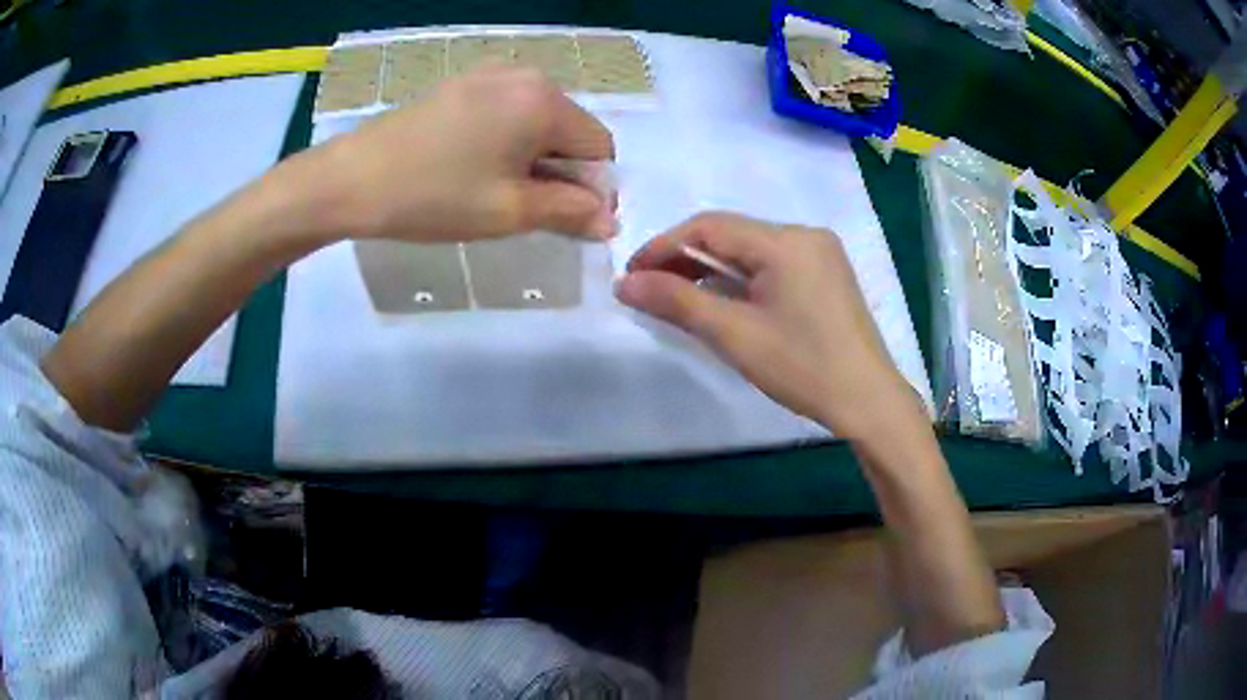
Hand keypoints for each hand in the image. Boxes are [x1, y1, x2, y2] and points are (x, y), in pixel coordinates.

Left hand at [300, 66, 615, 242]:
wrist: (351, 179)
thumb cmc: (434, 195)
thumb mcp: (508, 211)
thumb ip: (569, 211)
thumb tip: (611, 221)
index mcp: (544, 101)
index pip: (598, 146)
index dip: (591, 188)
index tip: (563, 219)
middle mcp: (525, 75)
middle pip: (569, 129)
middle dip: (560, 171)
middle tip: (524, 209)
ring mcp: (489, 74)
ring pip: (537, 121)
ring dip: (533, 158)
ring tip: (494, 189)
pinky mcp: (462, 83)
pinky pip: (507, 112)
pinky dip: (507, 141)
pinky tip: (473, 165)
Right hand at [615, 212, 922, 440]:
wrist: (867, 401)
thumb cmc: (802, 367)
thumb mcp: (734, 334)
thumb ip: (677, 301)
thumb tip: (624, 283)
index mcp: (785, 241)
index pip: (709, 227)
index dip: (664, 246)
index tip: (631, 275)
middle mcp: (805, 235)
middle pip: (731, 234)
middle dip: (686, 258)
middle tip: (651, 289)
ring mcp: (820, 253)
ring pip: (751, 250)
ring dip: (713, 268)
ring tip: (680, 297)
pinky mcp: (827, 273)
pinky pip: (773, 264)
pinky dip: (742, 278)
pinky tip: (724, 300)